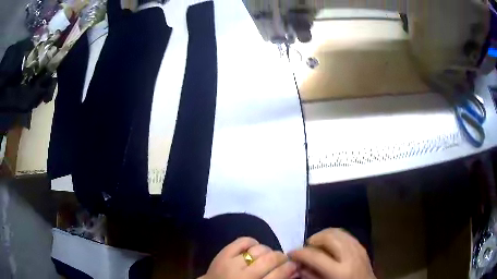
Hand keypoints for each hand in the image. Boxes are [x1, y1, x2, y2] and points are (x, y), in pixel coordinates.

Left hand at [200, 237, 297, 278]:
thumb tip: (294, 270)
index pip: (279, 274)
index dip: (291, 267)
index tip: (294, 265)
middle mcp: (244, 275)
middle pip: (271, 259)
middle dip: (281, 257)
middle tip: (283, 260)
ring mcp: (231, 263)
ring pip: (259, 249)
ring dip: (268, 251)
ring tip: (267, 256)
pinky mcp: (222, 253)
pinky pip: (243, 241)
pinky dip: (252, 242)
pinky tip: (254, 248)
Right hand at [289, 228, 374, 278]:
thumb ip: (311, 275)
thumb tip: (299, 264)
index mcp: (339, 271)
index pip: (315, 256)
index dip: (300, 253)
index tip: (291, 253)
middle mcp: (350, 256)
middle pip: (329, 236)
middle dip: (313, 239)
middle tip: (306, 248)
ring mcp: (358, 249)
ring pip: (338, 231)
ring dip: (324, 235)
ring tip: (317, 245)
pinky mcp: (362, 246)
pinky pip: (345, 235)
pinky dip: (334, 236)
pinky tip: (330, 245)